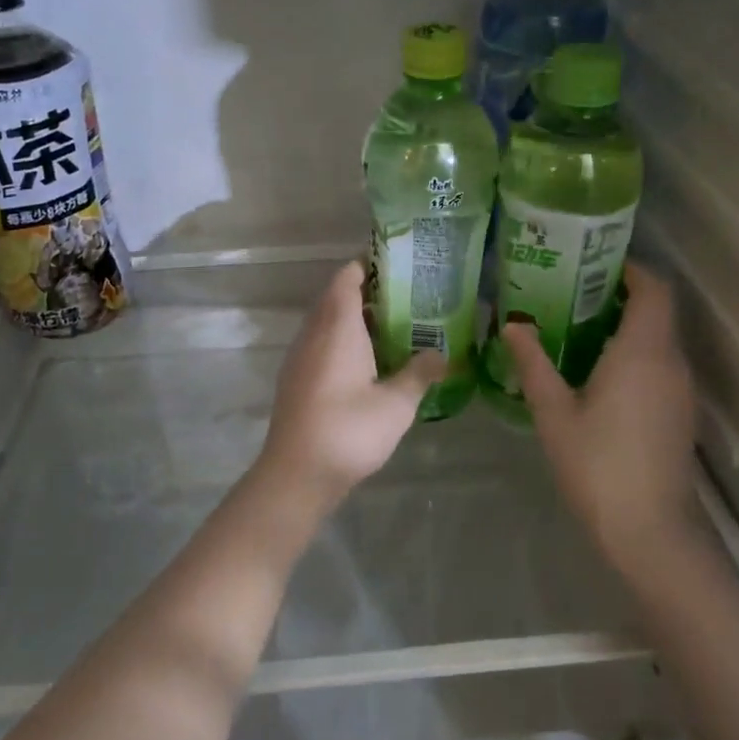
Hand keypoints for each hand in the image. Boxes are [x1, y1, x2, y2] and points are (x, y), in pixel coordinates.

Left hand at [259, 261, 445, 501]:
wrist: (297, 474)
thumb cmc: (349, 430)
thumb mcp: (396, 404)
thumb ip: (420, 373)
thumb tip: (442, 354)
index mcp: (337, 328)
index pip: (347, 279)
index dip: (368, 266)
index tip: (397, 265)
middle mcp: (314, 334)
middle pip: (336, 298)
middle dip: (367, 293)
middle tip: (406, 297)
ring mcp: (300, 357)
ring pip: (326, 323)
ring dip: (355, 320)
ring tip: (393, 327)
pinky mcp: (296, 379)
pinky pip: (320, 345)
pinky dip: (343, 342)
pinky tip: (368, 363)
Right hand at [502, 262, 701, 572]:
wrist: (650, 531)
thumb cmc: (598, 465)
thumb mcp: (554, 412)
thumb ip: (533, 363)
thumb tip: (512, 324)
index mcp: (642, 352)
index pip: (653, 289)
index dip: (630, 268)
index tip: (592, 263)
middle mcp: (670, 362)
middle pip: (656, 310)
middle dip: (619, 295)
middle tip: (570, 292)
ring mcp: (680, 389)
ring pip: (658, 338)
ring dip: (625, 325)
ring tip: (575, 327)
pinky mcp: (679, 412)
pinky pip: (659, 364)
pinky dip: (633, 353)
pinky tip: (596, 371)